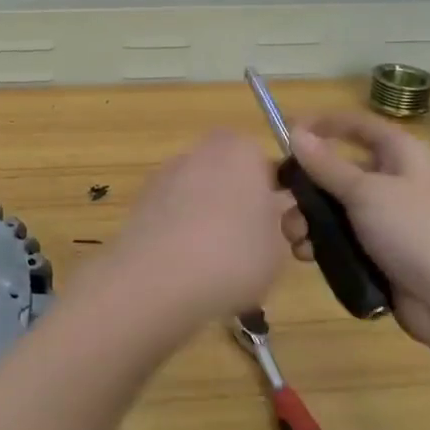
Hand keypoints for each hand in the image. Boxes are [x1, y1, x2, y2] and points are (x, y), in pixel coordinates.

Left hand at [91, 130, 291, 341]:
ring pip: (204, 202)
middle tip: (260, 256)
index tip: (288, 236)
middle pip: (234, 182)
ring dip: (216, 227)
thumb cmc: (233, 254)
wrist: (156, 280)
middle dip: (247, 214)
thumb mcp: (280, 244)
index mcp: (240, 149)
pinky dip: (186, 239)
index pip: (271, 168)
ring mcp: (164, 177)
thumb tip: (269, 219)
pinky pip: (177, 220)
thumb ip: (282, 224)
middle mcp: (198, 152)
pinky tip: (192, 272)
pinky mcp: (140, 205)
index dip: (283, 203)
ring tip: (224, 272)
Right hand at [283, 112, 429, 355]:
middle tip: (279, 199)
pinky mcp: (379, 250)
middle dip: (305, 186)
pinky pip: (340, 237)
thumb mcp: (365, 192)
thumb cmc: (413, 230)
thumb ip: (325, 164)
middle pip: (336, 170)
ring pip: (333, 207)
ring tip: (296, 238)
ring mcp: (386, 218)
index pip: (356, 125)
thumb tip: (294, 131)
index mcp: (400, 154)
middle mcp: (393, 180)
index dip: (322, 125)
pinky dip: (320, 243)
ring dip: (307, 220)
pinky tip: (307, 256)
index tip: (285, 136)